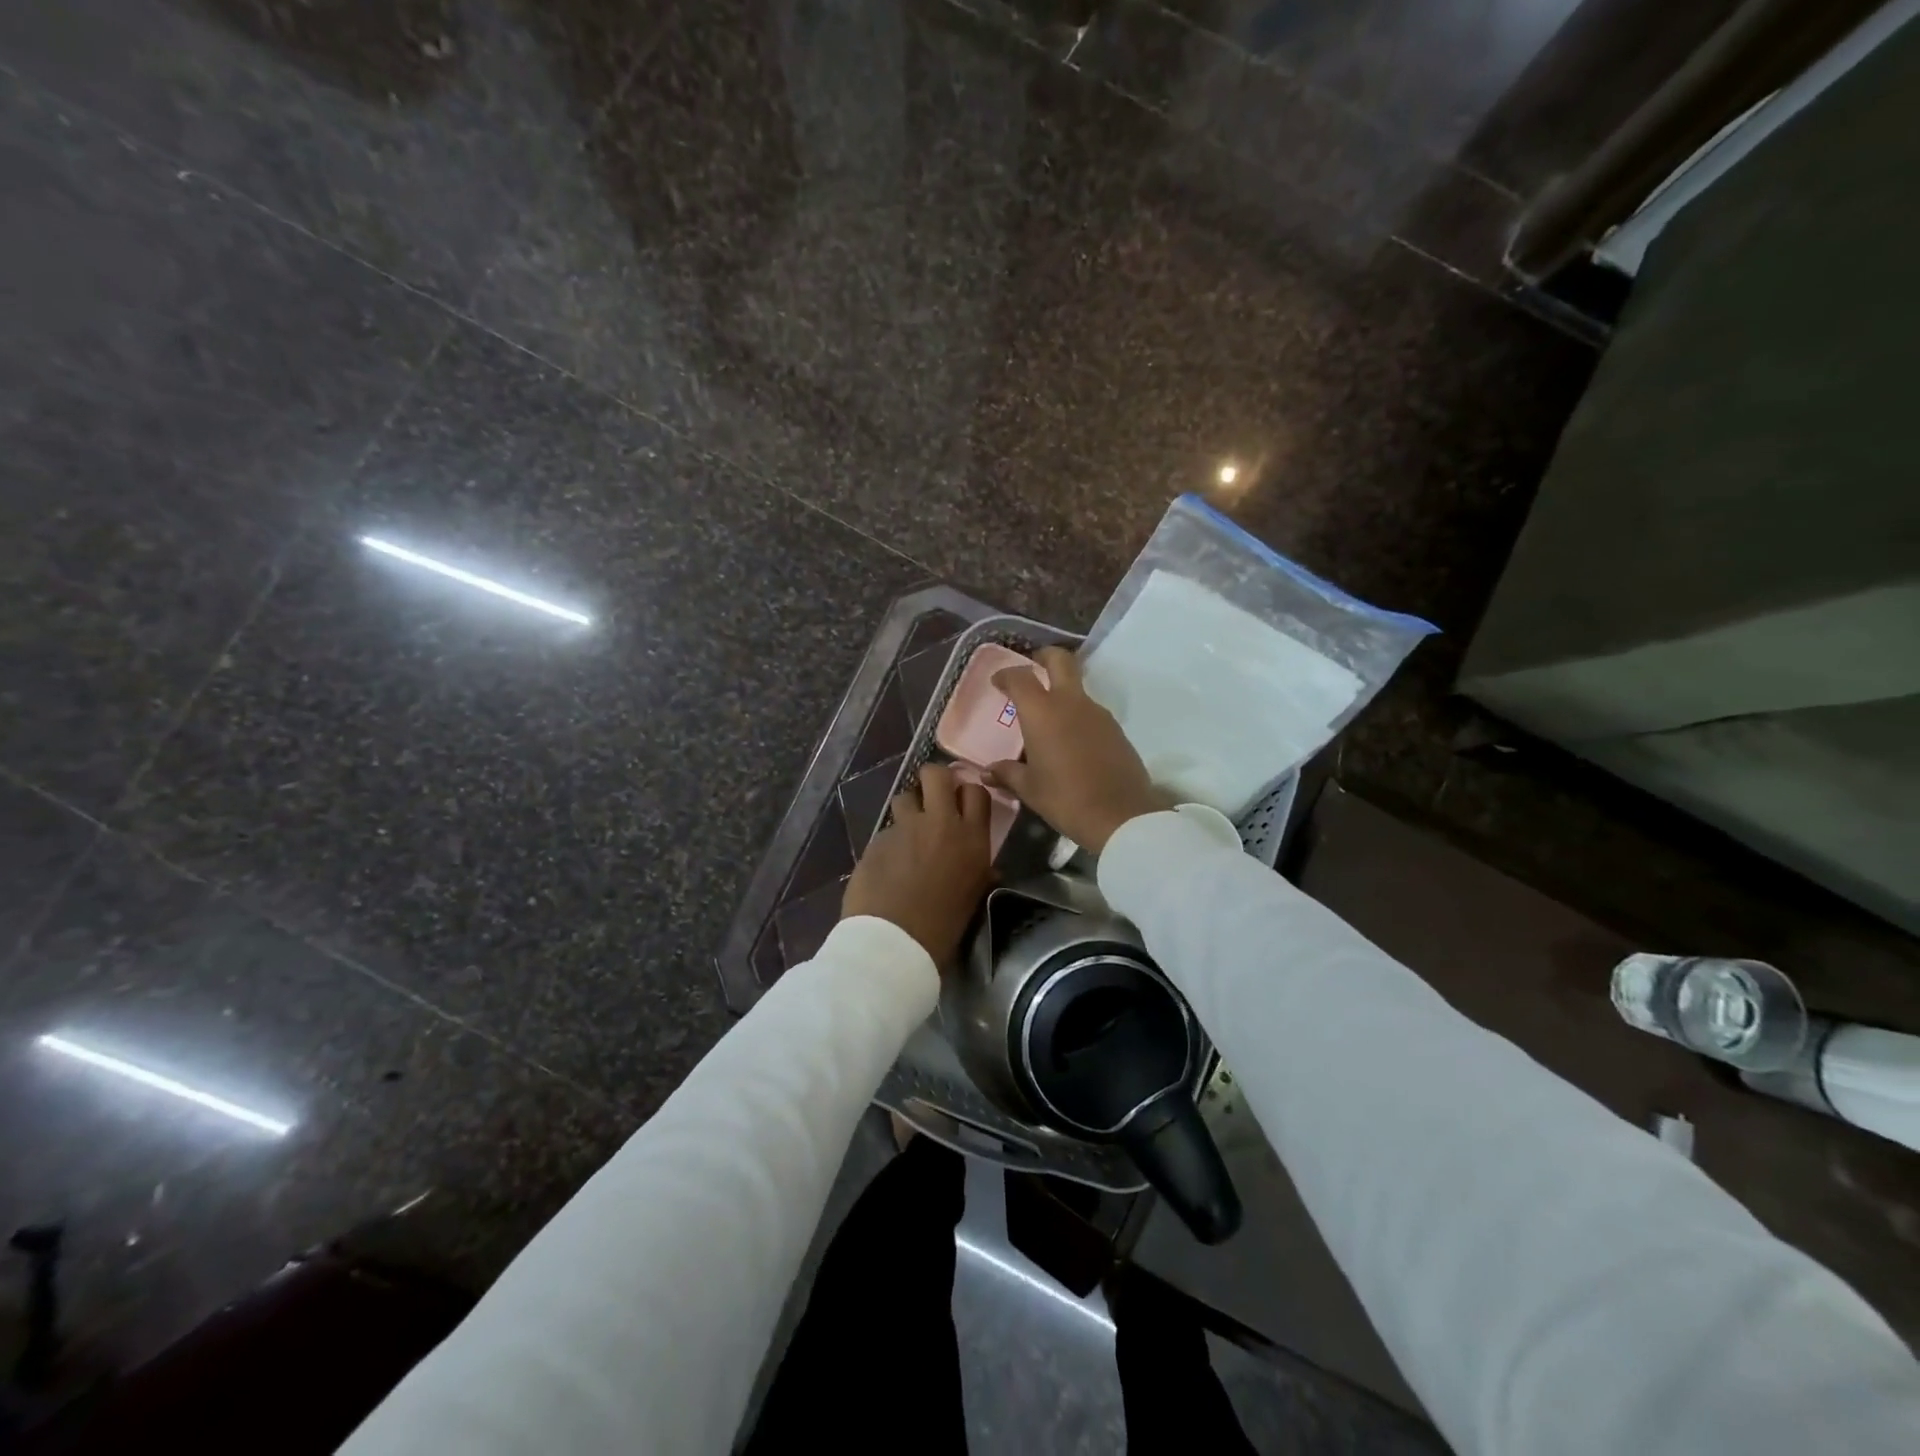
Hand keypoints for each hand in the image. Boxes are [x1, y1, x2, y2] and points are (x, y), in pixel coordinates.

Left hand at [842, 763, 994, 966]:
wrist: (895, 944)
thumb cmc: (943, 928)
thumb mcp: (974, 897)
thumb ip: (979, 872)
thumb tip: (986, 868)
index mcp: (972, 839)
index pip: (976, 791)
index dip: (966, 792)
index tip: (960, 802)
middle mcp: (940, 824)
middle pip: (936, 774)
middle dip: (933, 780)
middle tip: (931, 798)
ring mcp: (905, 829)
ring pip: (905, 796)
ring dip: (908, 809)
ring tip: (907, 833)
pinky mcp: (876, 840)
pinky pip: (886, 830)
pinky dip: (889, 842)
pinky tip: (888, 865)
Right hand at [988, 646, 1170, 853]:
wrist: (1121, 816)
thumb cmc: (1065, 799)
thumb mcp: (1030, 789)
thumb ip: (1007, 773)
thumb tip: (988, 771)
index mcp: (1043, 712)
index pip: (1021, 677)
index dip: (1007, 675)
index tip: (998, 681)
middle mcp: (1071, 703)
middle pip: (1061, 661)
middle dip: (1045, 657)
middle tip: (1033, 666)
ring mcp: (1098, 714)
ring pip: (1078, 688)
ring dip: (1062, 692)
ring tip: (1049, 717)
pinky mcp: (1116, 730)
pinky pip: (1091, 713)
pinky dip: (1078, 716)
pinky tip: (1071, 741)